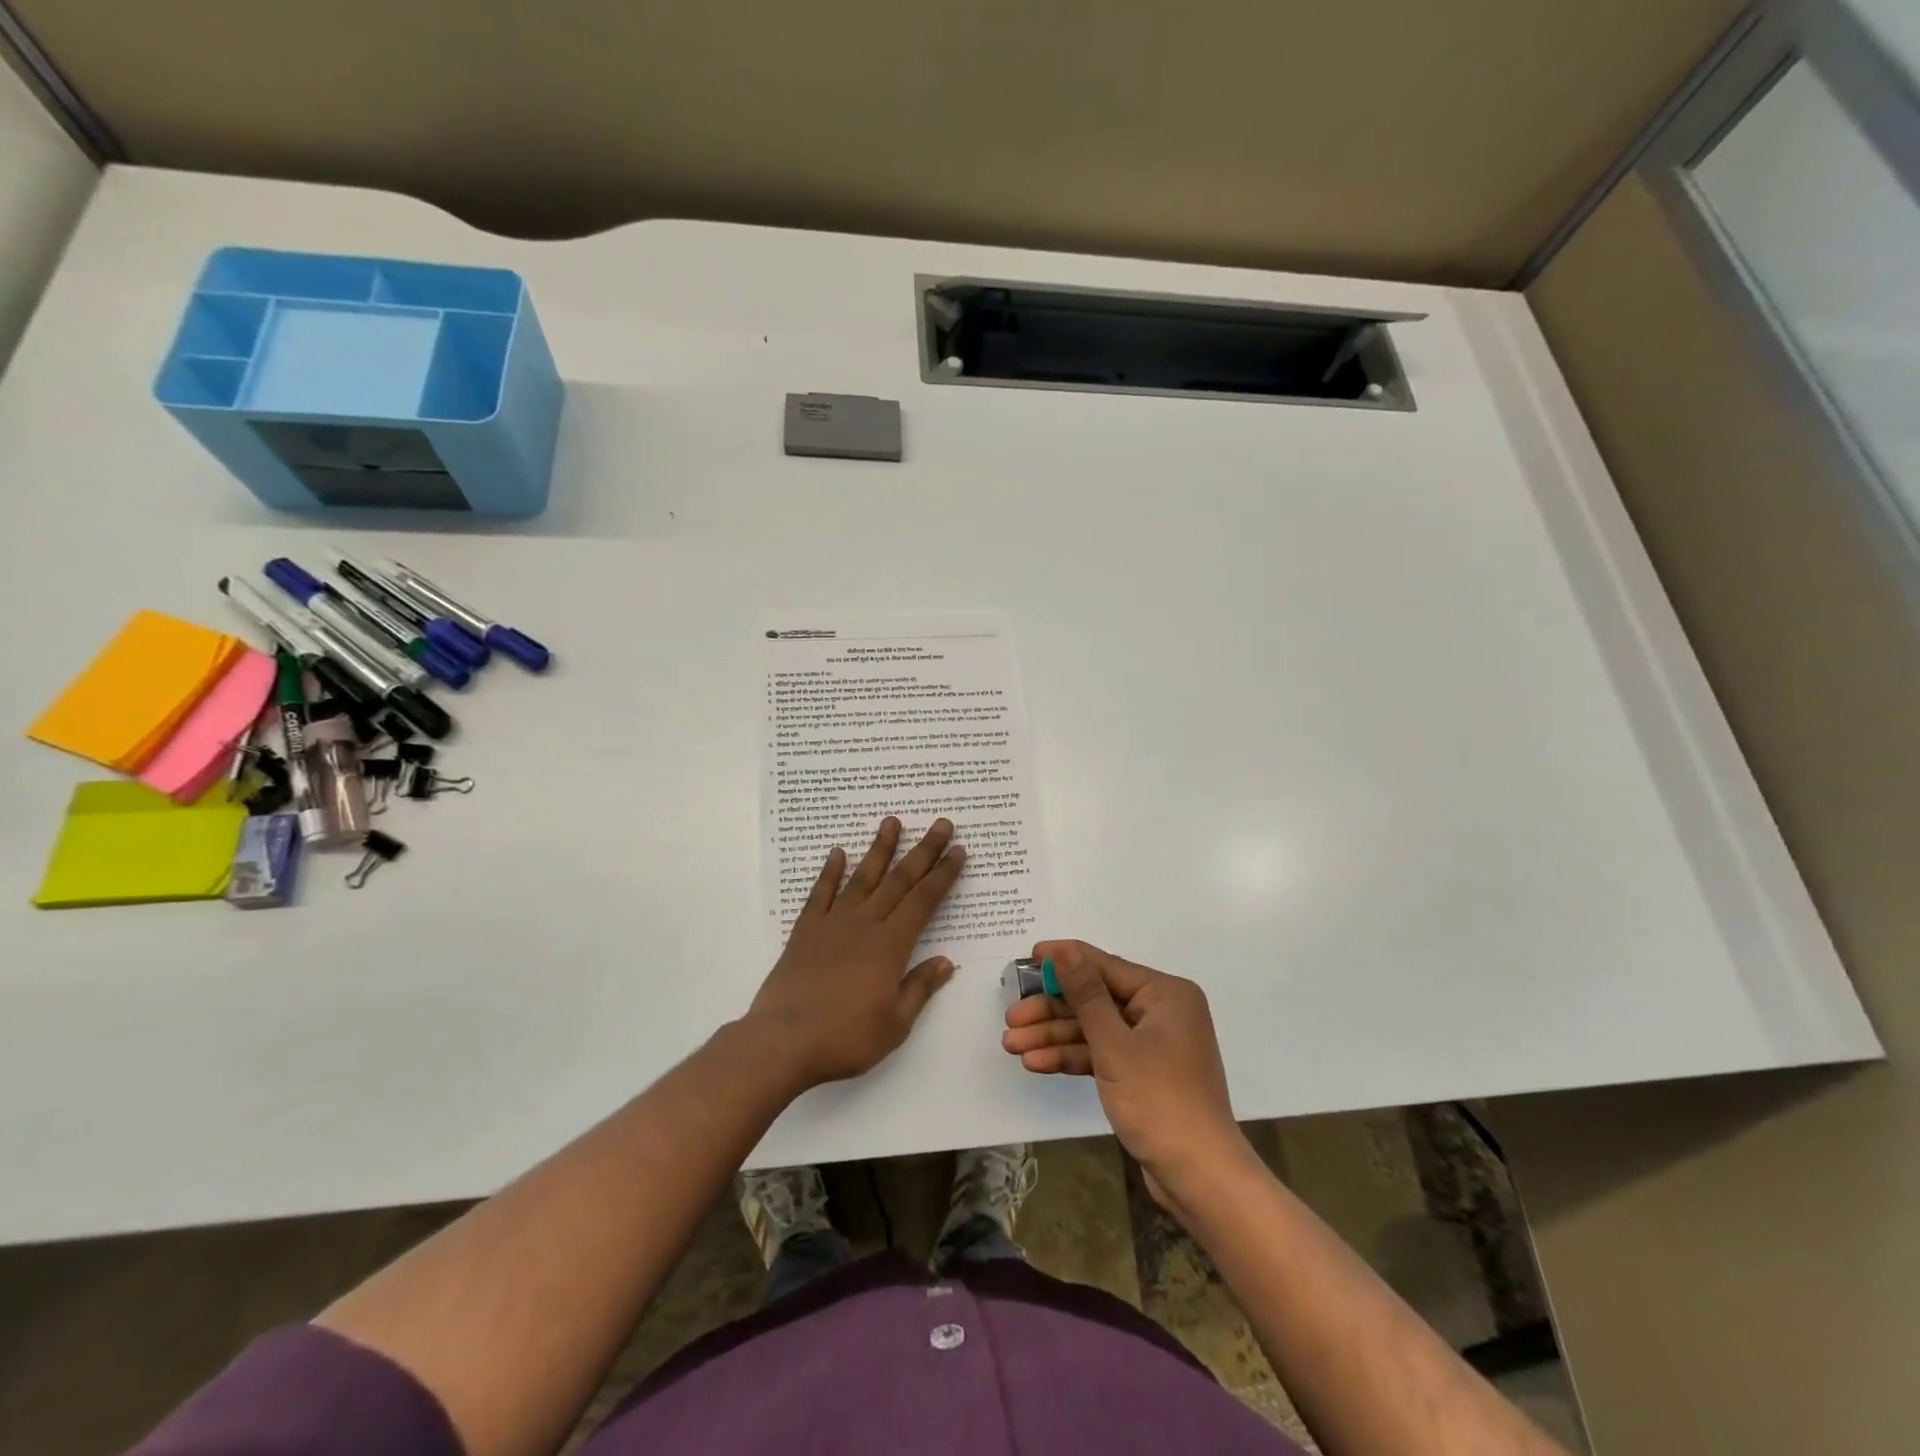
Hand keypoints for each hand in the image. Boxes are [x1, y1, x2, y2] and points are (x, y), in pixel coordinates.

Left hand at [746, 817, 964, 1090]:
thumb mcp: (895, 1024)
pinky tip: (837, 853)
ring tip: (891, 821)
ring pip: (862, 877)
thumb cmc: (845, 1038)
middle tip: (940, 824)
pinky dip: (830, 872)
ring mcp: (832, 924)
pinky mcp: (805, 931)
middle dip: (923, 851)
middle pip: (899, 880)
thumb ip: (919, 988)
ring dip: (879, 849)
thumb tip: (946, 962)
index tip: (958, 851)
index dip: (943, 875)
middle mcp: (864, 924)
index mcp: (891, 945)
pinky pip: (821, 894)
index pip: (924, 901)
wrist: (783, 1042)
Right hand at [1002, 939, 1248, 1206]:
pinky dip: (1072, 1058)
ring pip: (1094, 1029)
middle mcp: (1160, 1012)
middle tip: (1011, 1018)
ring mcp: (1152, 1044)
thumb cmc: (1159, 1100)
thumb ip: (1086, 994)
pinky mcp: (1142, 1074)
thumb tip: (1063, 950)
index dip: (1064, 961)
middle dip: (1052, 1010)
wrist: (1199, 1178)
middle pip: (1096, 1000)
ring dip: (1054, 1037)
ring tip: (1011, 1045)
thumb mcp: (1114, 1044)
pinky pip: (1102, 1054)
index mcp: (1165, 994)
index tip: (1027, 956)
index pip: (1105, 966)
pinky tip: (1036, 1063)